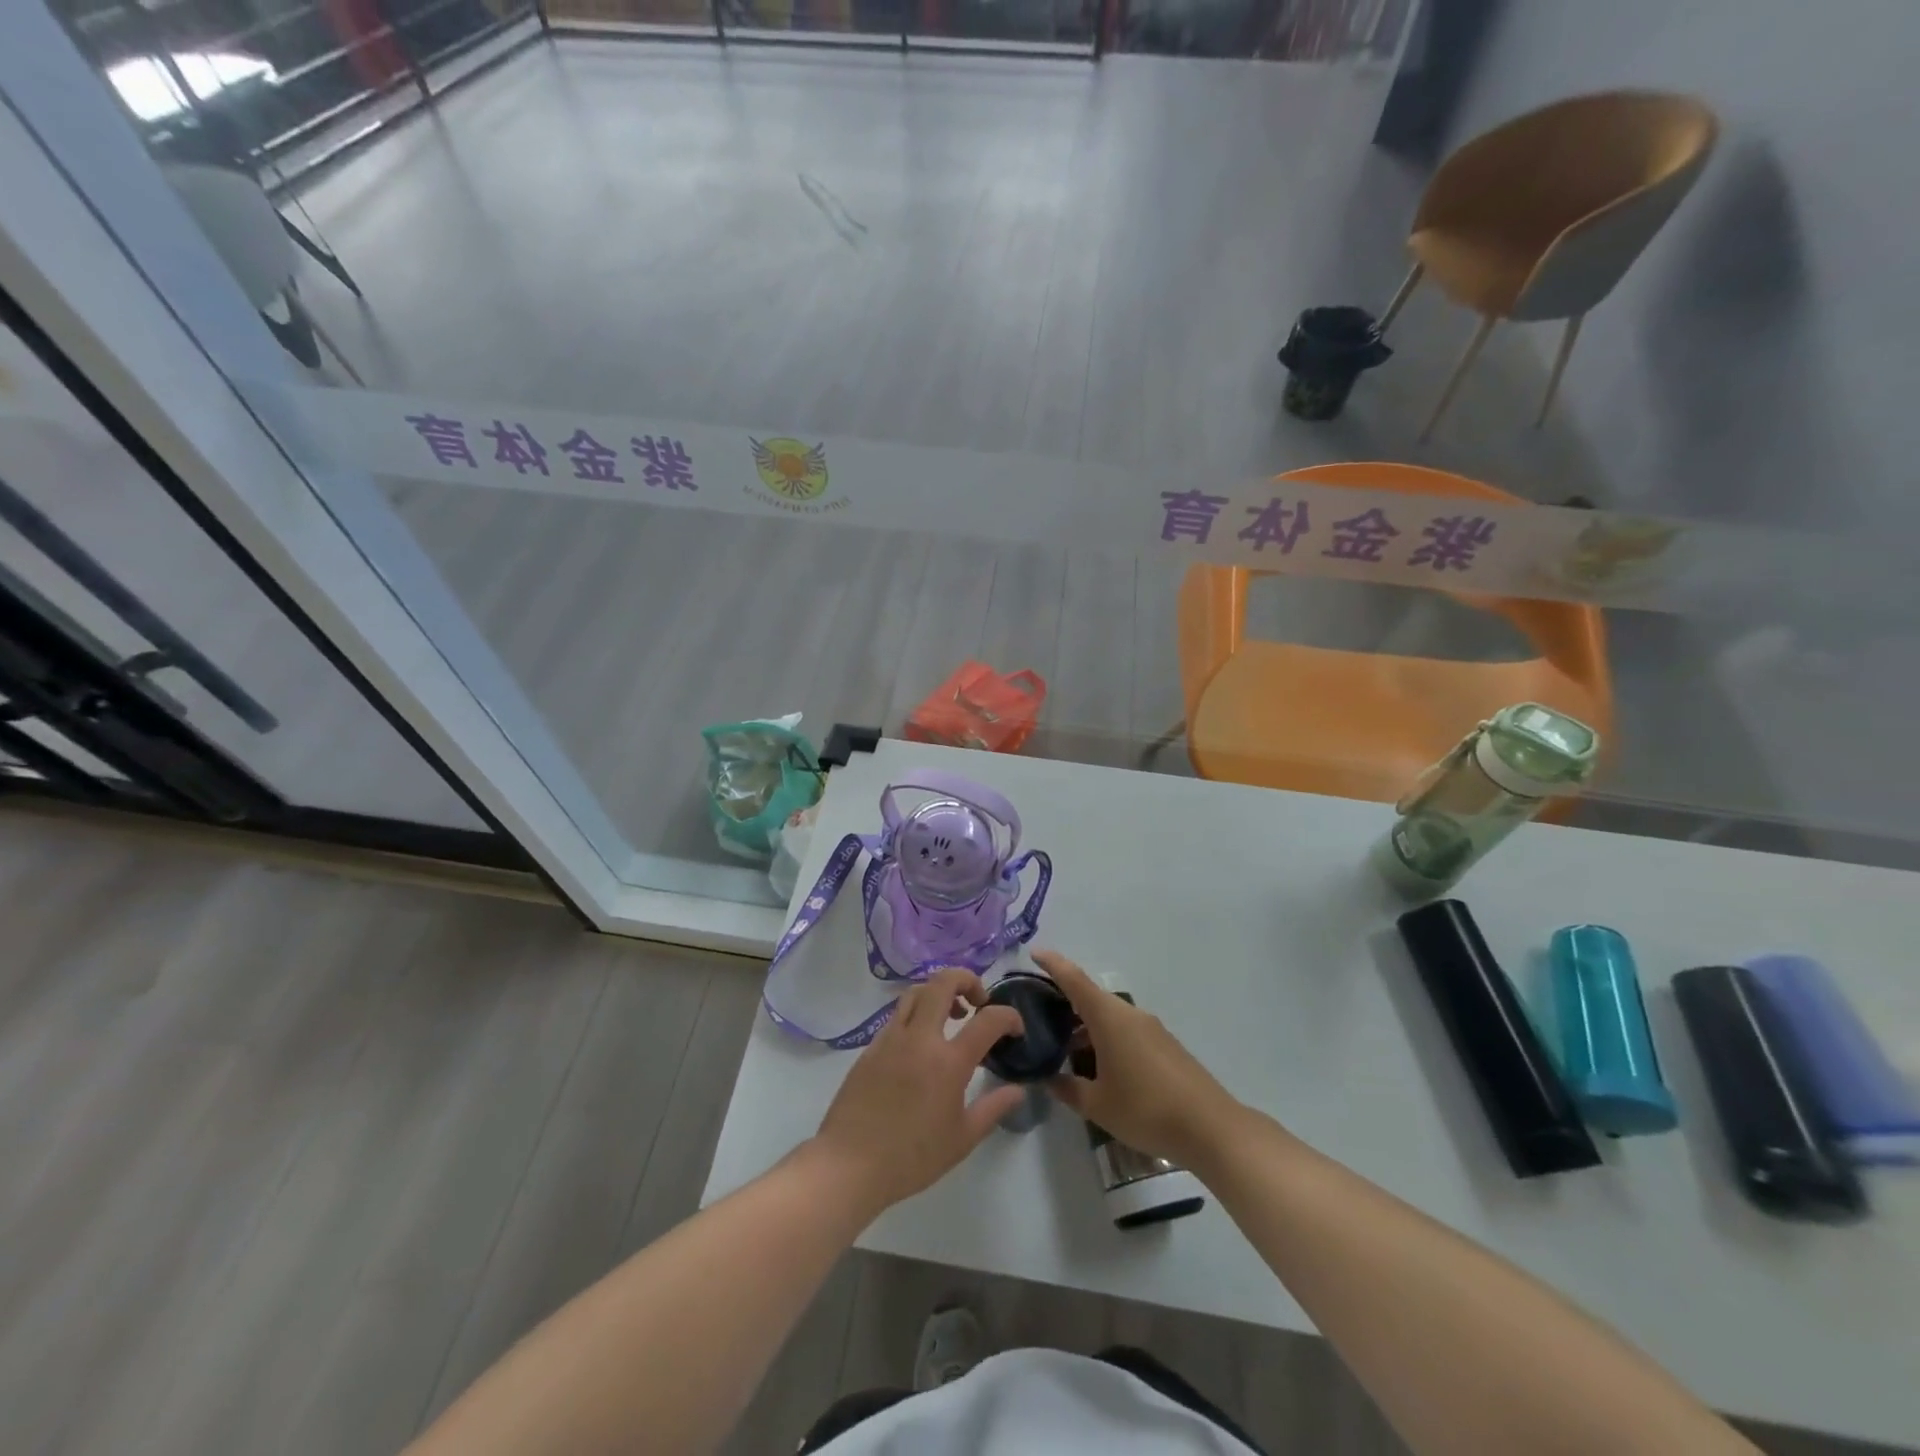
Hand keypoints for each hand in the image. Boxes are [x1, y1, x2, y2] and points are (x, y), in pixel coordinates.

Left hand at [809, 967, 1026, 1218]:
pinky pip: (898, 1014)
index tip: (1016, 1028)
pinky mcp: (871, 1046)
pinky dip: (917, 1013)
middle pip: (943, 982)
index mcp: (948, 1062)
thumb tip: (1017, 1090)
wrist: (849, 1164)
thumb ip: (993, 1108)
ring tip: (951, 1016)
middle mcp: (920, 1038)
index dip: (1009, 1016)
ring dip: (939, 992)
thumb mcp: (962, 1139)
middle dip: (967, 979)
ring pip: (917, 991)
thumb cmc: (911, 1157)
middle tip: (978, 1002)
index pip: (988, 1020)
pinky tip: (921, 1042)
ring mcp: (891, 1037)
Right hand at [1036, 950, 1243, 1166]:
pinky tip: (1101, 1066)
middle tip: (1041, 1018)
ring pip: (1110, 1016)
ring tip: (1067, 1049)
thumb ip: (1068, 1089)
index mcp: (1109, 1018)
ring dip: (1087, 1026)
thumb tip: (1048, 1080)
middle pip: (1091, 997)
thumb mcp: (1098, 1105)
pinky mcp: (1165, 1045)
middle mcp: (1129, 1014)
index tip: (1034, 952)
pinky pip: (1126, 1030)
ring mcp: (1151, 1028)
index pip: (1074, 980)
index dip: (1053, 964)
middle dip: (1066, 1003)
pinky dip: (1107, 1038)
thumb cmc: (1146, 1109)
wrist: (1210, 1127)